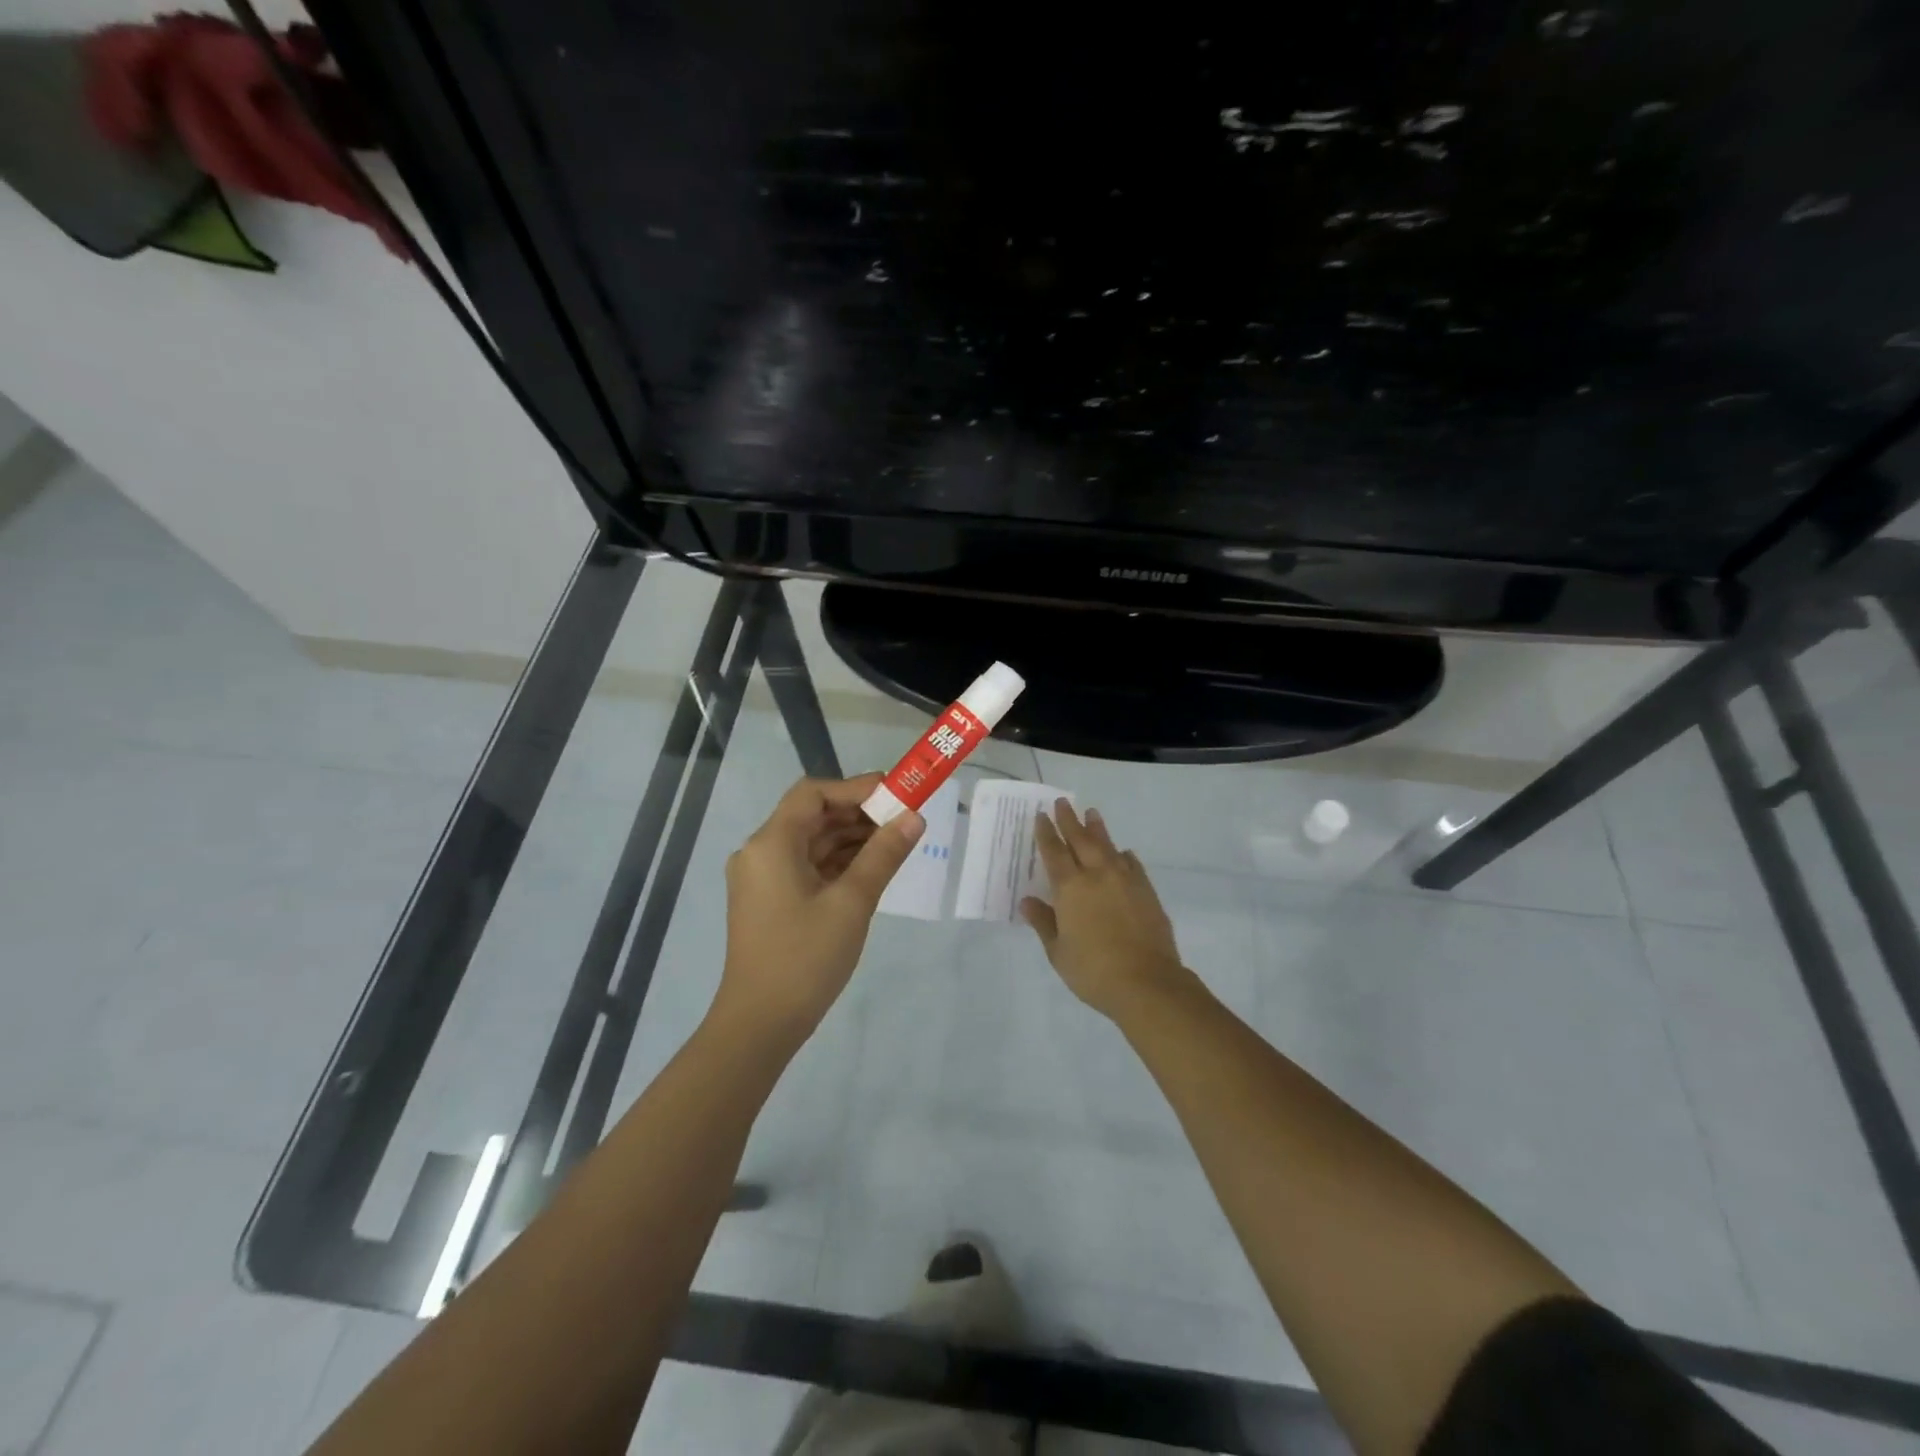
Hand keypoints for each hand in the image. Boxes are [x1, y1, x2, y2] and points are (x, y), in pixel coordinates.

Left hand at [716, 773, 923, 1039]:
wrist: (760, 1025)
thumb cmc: (805, 958)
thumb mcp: (852, 902)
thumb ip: (883, 854)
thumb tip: (914, 817)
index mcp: (772, 843)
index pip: (813, 794)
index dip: (855, 788)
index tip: (895, 793)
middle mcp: (761, 852)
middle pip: (812, 816)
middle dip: (858, 814)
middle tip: (903, 818)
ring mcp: (763, 878)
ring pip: (811, 843)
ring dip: (851, 839)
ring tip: (896, 842)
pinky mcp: (770, 901)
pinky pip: (806, 866)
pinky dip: (837, 863)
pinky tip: (871, 868)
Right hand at [1021, 799, 1191, 1019]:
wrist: (1146, 982)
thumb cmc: (1093, 970)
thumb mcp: (1058, 951)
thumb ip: (1044, 922)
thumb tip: (1028, 901)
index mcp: (1070, 888)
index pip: (1054, 852)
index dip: (1046, 833)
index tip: (1041, 816)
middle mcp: (1097, 875)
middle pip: (1080, 840)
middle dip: (1069, 820)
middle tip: (1062, 802)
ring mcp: (1125, 880)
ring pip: (1108, 846)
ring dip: (1097, 829)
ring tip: (1092, 813)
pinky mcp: (1146, 891)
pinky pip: (1132, 864)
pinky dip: (1124, 855)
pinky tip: (1123, 853)